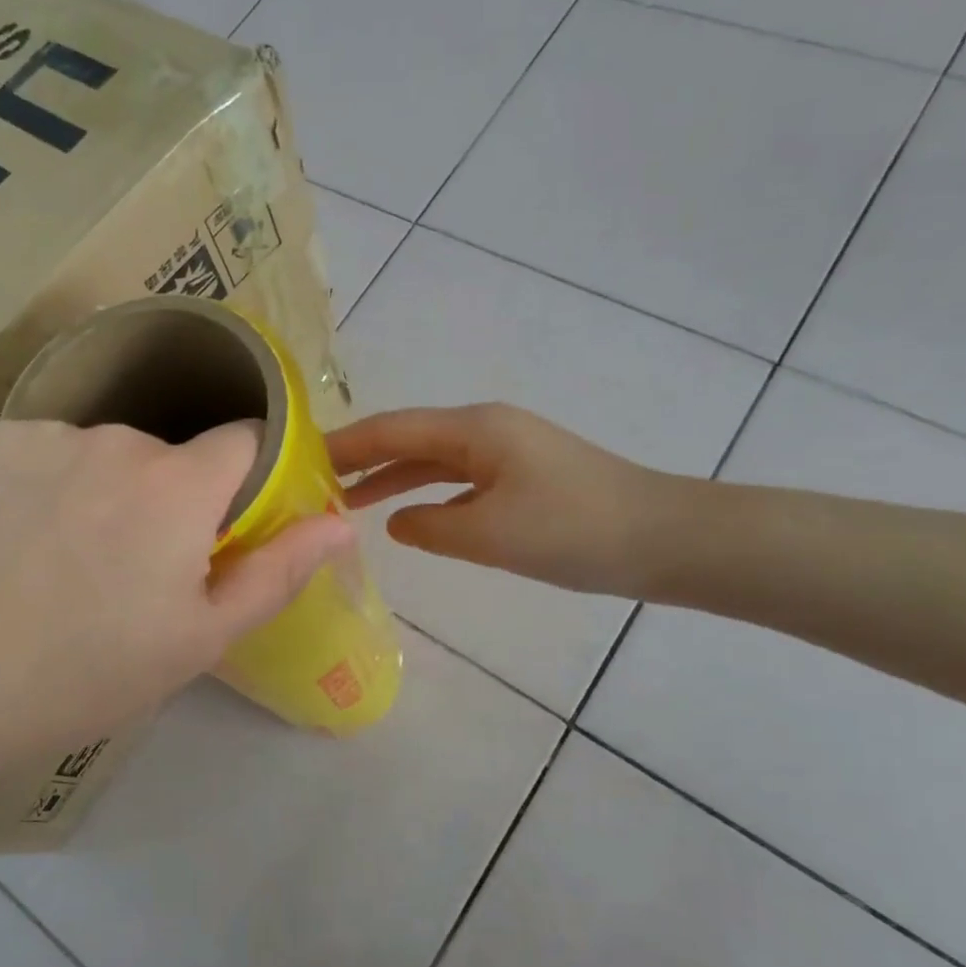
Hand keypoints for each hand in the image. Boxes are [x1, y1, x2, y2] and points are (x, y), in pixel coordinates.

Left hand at [0, 419, 353, 799]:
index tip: (224, 528)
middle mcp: (120, 439)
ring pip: (108, 454)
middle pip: (172, 455)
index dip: (245, 480)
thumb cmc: (86, 672)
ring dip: (109, 491)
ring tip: (68, 563)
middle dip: (172, 499)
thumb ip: (279, 572)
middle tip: (135, 573)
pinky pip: (48, 452)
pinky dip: (50, 483)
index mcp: (180, 483)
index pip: (245, 439)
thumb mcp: (200, 639)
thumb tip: (342, 523)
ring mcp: (48, 434)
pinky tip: (19, 539)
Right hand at [328, 403, 682, 597]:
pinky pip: (460, 478)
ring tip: (351, 502)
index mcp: (474, 429)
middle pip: (409, 438)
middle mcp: (486, 428)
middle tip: (316, 484)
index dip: (344, 445)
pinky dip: (428, 492)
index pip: (391, 429)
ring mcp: (508, 450)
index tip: (301, 461)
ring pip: (434, 460)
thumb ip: (430, 527)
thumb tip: (397, 522)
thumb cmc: (573, 531)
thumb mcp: (489, 534)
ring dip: (394, 478)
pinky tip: (412, 514)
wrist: (665, 538)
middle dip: (363, 460)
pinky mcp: (524, 475)